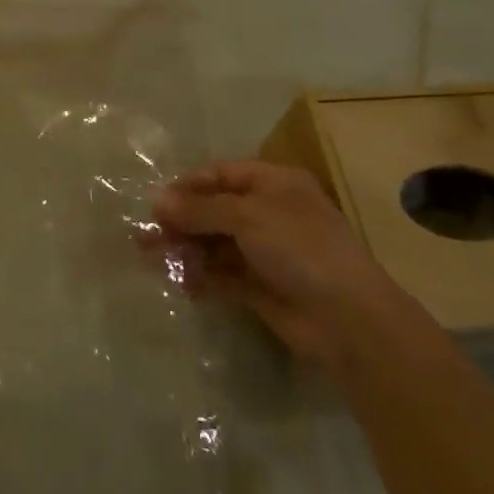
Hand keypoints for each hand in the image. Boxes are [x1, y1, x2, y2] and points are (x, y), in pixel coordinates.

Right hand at [152, 160, 403, 364]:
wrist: (348, 319)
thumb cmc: (300, 247)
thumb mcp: (247, 216)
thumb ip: (199, 209)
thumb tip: (156, 201)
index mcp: (273, 184)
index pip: (221, 174)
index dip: (188, 185)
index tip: (155, 201)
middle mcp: (268, 213)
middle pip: (214, 210)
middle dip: (180, 220)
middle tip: (144, 234)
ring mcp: (265, 252)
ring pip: (214, 243)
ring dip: (185, 248)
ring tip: (152, 258)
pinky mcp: (260, 287)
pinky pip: (222, 275)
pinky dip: (201, 276)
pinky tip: (181, 283)